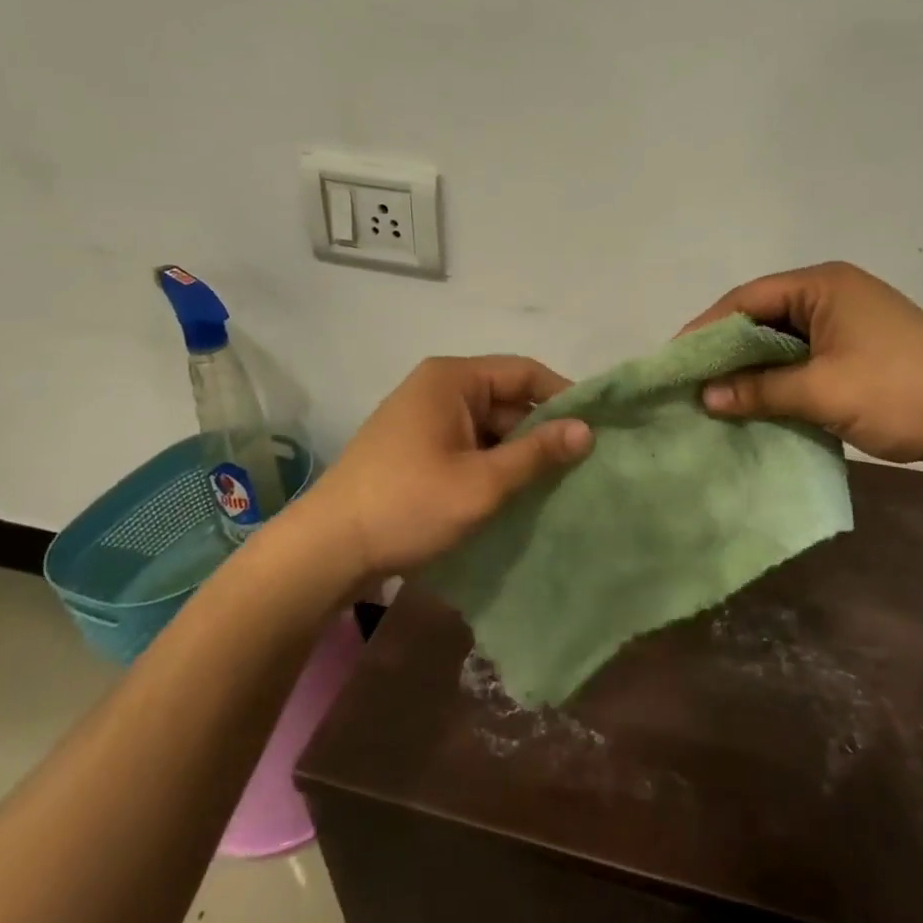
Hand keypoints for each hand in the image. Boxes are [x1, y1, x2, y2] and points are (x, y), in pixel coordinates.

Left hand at [292, 355, 592, 579]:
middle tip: (580, 465)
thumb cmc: (409, 504)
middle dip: (541, 430)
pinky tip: (514, 493)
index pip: (525, 372)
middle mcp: (438, 387)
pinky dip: (492, 464)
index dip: (563, 397)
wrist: (327, 550)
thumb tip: (587, 429)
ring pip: (488, 426)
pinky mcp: (415, 448)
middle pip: (507, 398)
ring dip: (517, 452)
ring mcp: (423, 418)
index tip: (595, 429)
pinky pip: (468, 444)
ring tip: (554, 484)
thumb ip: (537, 453)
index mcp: (453, 379)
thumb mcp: (482, 482)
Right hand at [681, 262, 922, 490]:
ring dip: (753, 368)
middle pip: (762, 316)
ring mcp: (848, 322)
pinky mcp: (860, 351)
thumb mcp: (823, 392)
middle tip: (689, 381)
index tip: (674, 361)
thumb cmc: (900, 392)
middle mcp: (832, 293)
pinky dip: (780, 379)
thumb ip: (760, 390)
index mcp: (822, 285)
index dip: (706, 329)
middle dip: (726, 350)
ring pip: (783, 341)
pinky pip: (805, 359)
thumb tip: (705, 396)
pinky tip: (757, 403)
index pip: (746, 298)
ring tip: (714, 396)